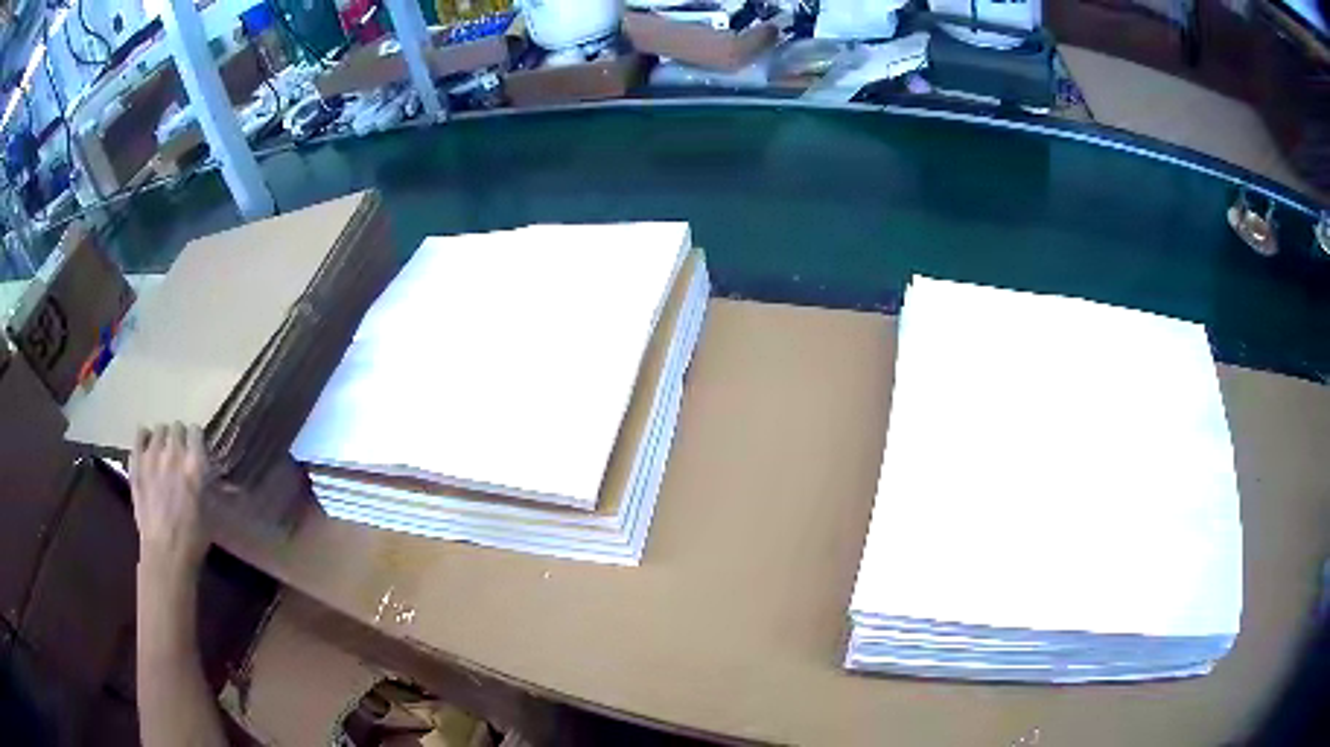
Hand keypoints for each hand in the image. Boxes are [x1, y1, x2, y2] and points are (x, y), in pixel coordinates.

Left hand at [129, 423, 210, 584]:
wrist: (165, 554)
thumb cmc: (192, 538)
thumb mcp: (208, 510)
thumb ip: (203, 481)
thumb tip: (202, 470)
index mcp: (195, 464)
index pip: (195, 432)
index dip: (196, 441)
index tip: (196, 451)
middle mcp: (173, 453)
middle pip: (176, 427)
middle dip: (179, 438)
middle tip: (179, 454)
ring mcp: (152, 456)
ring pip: (158, 429)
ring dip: (162, 438)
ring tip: (162, 452)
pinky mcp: (136, 463)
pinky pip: (139, 435)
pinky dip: (143, 437)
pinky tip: (146, 448)